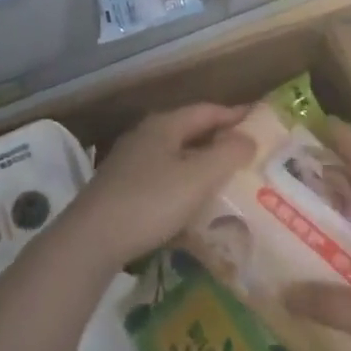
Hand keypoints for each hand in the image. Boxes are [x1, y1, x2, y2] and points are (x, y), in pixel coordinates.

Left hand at [67, 104, 255, 269]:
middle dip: (219, 139)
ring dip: (200, 163)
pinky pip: (162, 176)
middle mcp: (146, 135)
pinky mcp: (120, 187)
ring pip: (175, 155)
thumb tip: (249, 138)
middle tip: (248, 152)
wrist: (90, 240)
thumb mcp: (197, 178)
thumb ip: (227, 154)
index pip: (208, 110)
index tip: (260, 121)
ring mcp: (130, 161)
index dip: (235, 115)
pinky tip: (191, 202)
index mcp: (165, 125)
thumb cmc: (150, 202)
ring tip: (226, 178)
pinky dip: (182, 182)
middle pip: (190, 130)